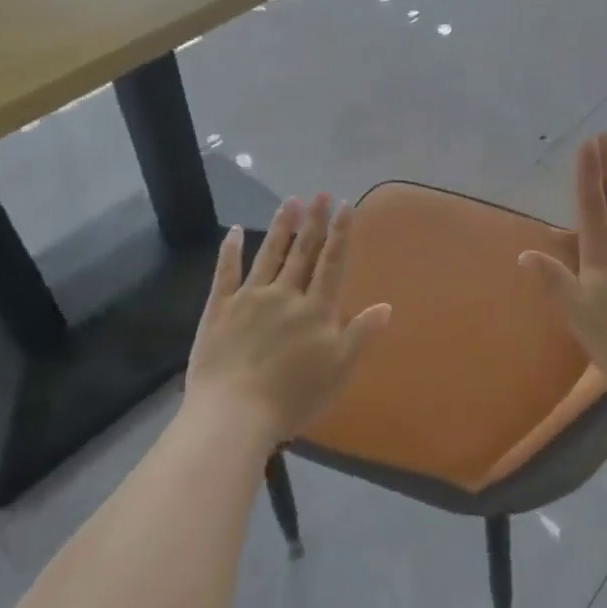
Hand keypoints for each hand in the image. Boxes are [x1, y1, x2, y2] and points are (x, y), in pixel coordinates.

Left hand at [185, 194, 391, 444]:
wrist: (234, 414)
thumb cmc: (293, 397)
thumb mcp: (339, 369)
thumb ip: (361, 333)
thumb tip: (386, 305)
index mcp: (316, 309)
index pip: (332, 263)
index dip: (341, 233)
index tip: (346, 205)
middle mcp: (286, 294)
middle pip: (303, 251)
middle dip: (314, 221)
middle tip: (320, 193)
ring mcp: (251, 298)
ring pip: (270, 254)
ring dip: (281, 226)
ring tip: (291, 201)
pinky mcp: (220, 308)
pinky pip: (226, 272)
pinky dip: (230, 250)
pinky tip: (233, 231)